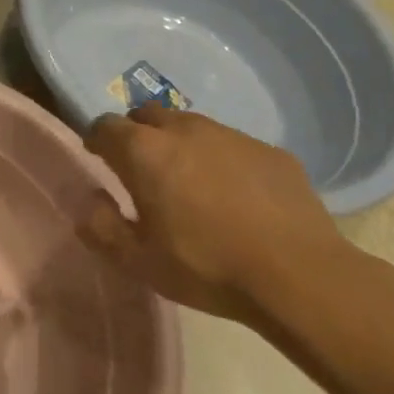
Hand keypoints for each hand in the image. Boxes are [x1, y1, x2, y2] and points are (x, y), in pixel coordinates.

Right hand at [82, 106, 343, 326]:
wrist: (302, 277)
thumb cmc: (207, 267)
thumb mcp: (139, 261)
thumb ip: (102, 226)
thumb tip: (91, 201)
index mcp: (144, 151)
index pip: (105, 125)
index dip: (97, 140)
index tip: (99, 160)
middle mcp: (184, 130)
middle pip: (147, 115)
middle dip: (138, 135)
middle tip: (143, 171)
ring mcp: (232, 136)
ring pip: (192, 127)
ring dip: (181, 145)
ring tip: (191, 183)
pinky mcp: (271, 151)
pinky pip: (233, 146)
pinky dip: (223, 161)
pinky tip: (237, 197)